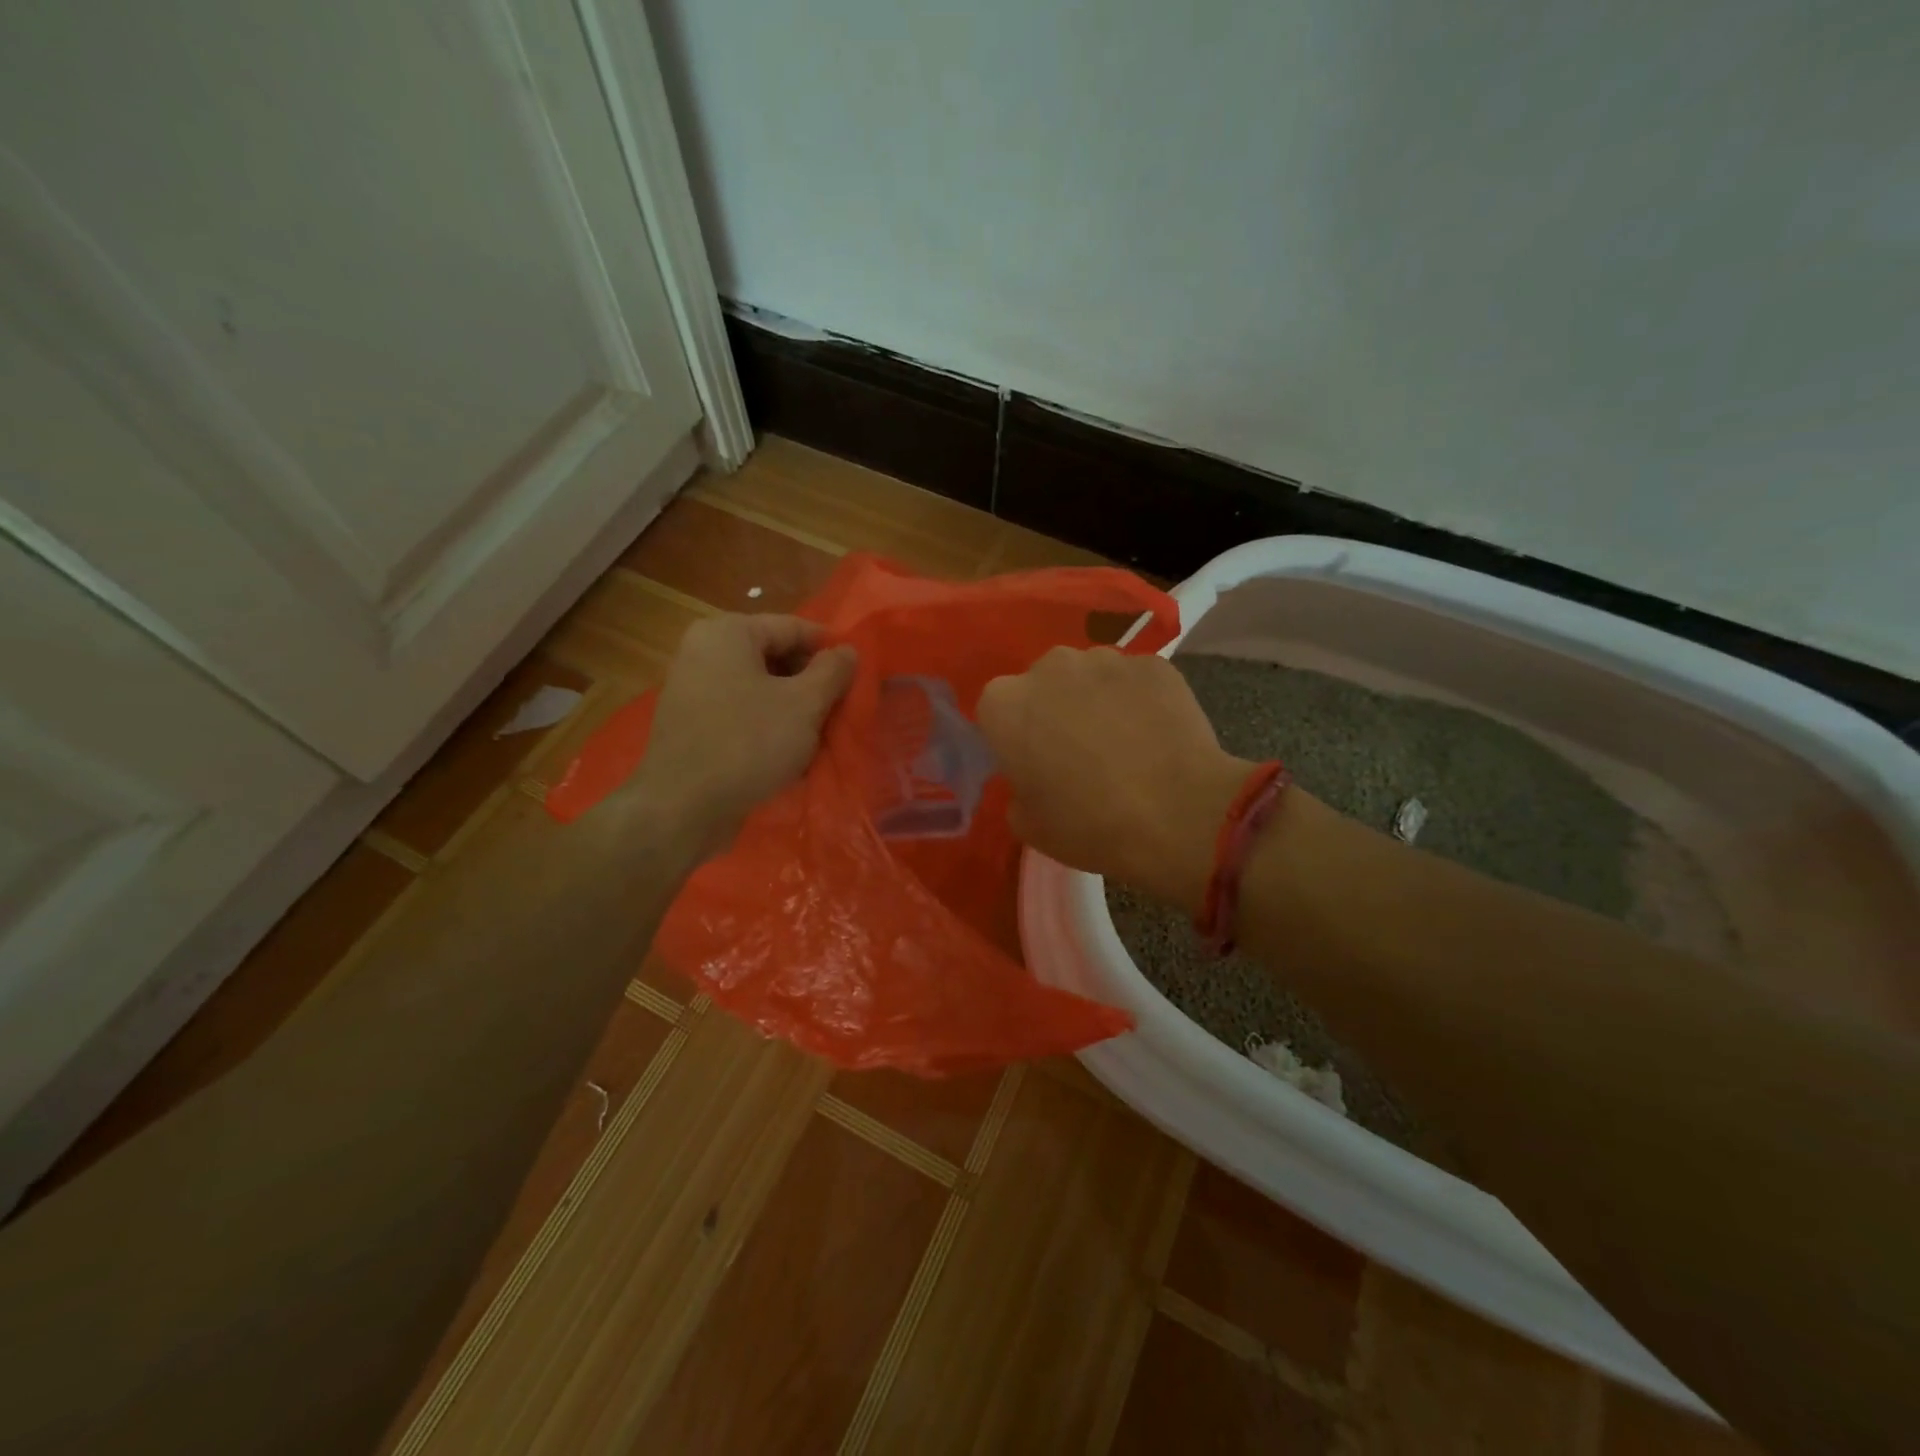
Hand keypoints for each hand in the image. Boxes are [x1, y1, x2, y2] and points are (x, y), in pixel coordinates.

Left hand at [627, 613, 856, 860]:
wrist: (682, 809)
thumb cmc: (748, 744)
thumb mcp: (804, 704)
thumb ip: (832, 671)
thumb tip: (848, 651)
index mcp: (727, 633)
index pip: (794, 627)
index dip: (831, 650)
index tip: (859, 676)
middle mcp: (703, 651)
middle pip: (775, 656)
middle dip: (811, 683)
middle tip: (841, 709)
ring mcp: (693, 689)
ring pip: (760, 688)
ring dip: (793, 708)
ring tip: (820, 735)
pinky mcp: (691, 724)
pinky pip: (741, 713)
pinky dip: (767, 726)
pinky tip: (789, 753)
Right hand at [978, 647, 1250, 912]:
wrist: (1177, 815)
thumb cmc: (1089, 825)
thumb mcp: (1027, 823)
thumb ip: (1018, 784)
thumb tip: (1034, 772)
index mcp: (1005, 704)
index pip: (996, 711)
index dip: (1013, 737)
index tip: (1032, 763)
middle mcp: (1049, 666)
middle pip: (1042, 684)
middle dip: (1053, 709)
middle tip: (1076, 752)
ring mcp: (1106, 659)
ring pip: (1089, 677)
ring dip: (1095, 700)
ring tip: (1122, 742)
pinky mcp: (1153, 664)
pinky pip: (1133, 681)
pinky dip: (1138, 700)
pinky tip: (1154, 735)